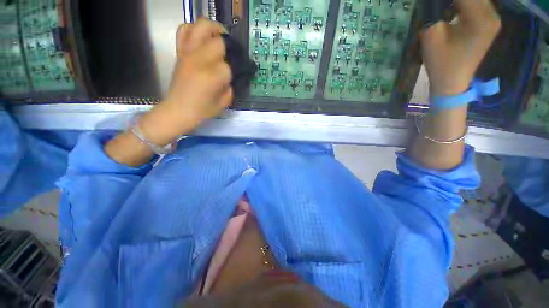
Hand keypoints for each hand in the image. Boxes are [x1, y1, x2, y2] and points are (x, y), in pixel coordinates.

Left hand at [139, 19, 232, 145]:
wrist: (178, 110)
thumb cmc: (202, 110)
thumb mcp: (224, 103)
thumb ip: (231, 88)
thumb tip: (233, 77)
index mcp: (213, 77)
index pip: (230, 66)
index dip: (235, 70)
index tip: (236, 75)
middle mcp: (200, 60)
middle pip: (219, 41)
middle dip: (229, 48)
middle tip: (231, 54)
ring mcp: (188, 53)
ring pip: (201, 26)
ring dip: (214, 29)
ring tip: (220, 37)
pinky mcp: (180, 52)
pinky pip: (184, 30)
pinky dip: (193, 29)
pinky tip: (201, 37)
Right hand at [421, 0, 500, 95]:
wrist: (452, 83)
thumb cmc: (441, 62)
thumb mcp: (432, 35)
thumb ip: (434, 11)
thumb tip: (434, 2)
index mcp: (481, 18)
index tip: (434, 4)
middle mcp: (492, 15)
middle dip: (454, 0)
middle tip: (439, 6)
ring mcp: (493, 20)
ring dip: (461, 2)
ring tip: (446, 9)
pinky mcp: (490, 24)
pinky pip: (478, 5)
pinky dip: (465, 4)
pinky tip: (454, 9)